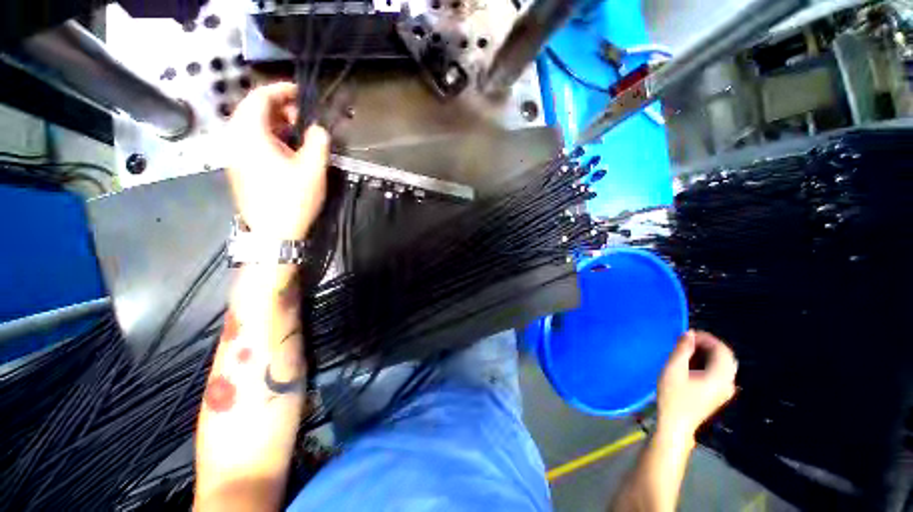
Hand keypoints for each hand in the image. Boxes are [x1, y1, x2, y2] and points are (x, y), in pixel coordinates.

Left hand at [226, 82, 329, 240]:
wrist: (273, 233)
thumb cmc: (293, 200)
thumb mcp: (313, 169)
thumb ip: (318, 142)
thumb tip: (317, 129)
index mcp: (250, 134)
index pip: (260, 97)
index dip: (281, 90)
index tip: (301, 93)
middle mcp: (235, 140)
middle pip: (253, 110)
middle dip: (279, 108)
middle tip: (303, 119)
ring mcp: (233, 155)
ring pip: (250, 126)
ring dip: (274, 124)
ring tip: (297, 135)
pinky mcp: (238, 168)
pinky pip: (249, 141)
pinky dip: (268, 137)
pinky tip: (286, 151)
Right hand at [656, 331, 736, 444]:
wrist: (676, 424)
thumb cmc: (673, 396)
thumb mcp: (673, 369)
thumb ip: (682, 350)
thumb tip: (688, 334)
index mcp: (720, 376)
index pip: (721, 349)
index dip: (706, 338)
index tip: (687, 335)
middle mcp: (728, 382)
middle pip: (725, 356)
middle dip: (707, 345)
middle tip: (687, 341)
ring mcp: (725, 390)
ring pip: (723, 364)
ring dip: (707, 353)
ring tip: (686, 350)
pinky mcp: (719, 394)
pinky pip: (720, 372)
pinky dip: (708, 363)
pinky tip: (691, 364)